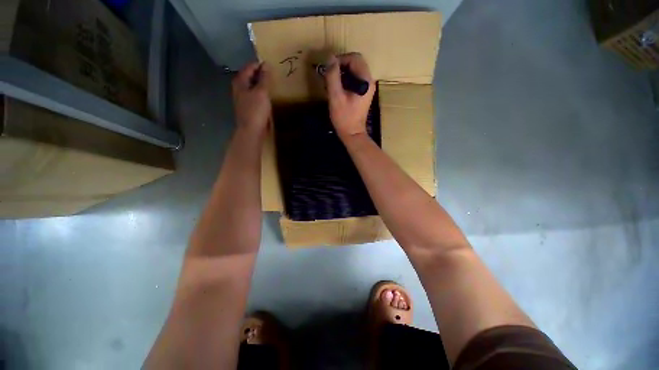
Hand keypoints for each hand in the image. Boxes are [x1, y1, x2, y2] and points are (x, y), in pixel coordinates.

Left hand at [232, 62, 270, 133]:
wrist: (251, 131)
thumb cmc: (256, 110)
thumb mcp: (262, 92)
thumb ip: (264, 78)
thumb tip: (266, 64)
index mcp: (240, 81)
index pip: (250, 67)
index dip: (261, 65)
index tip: (273, 67)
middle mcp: (239, 87)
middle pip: (250, 76)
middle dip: (261, 74)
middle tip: (273, 75)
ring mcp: (242, 98)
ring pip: (252, 86)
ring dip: (261, 84)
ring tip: (272, 84)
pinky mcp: (248, 107)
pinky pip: (255, 95)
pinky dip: (261, 93)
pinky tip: (268, 97)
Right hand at [324, 53, 375, 139]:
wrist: (352, 134)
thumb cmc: (344, 118)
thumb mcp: (336, 97)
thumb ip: (333, 77)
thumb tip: (330, 58)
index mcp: (365, 80)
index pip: (354, 58)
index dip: (340, 60)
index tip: (329, 69)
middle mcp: (369, 81)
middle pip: (355, 63)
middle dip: (341, 66)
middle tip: (330, 76)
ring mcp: (367, 87)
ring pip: (354, 70)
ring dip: (342, 73)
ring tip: (331, 83)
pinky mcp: (363, 93)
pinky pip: (354, 79)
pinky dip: (344, 80)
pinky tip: (337, 89)